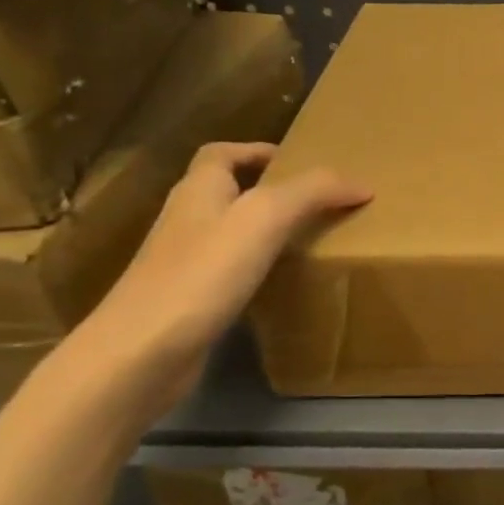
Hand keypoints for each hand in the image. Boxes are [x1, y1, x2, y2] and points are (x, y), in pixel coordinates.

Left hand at [69, 142, 370, 419]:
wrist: (141, 353)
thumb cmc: (202, 273)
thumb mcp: (265, 217)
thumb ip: (313, 192)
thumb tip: (361, 184)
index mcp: (198, 190)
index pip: (222, 153)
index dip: (257, 151)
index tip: (300, 162)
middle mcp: (187, 219)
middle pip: (227, 191)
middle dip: (269, 190)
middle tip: (317, 201)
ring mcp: (183, 262)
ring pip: (230, 232)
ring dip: (266, 230)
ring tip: (310, 238)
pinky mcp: (190, 300)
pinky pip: (230, 270)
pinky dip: (259, 267)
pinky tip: (284, 282)